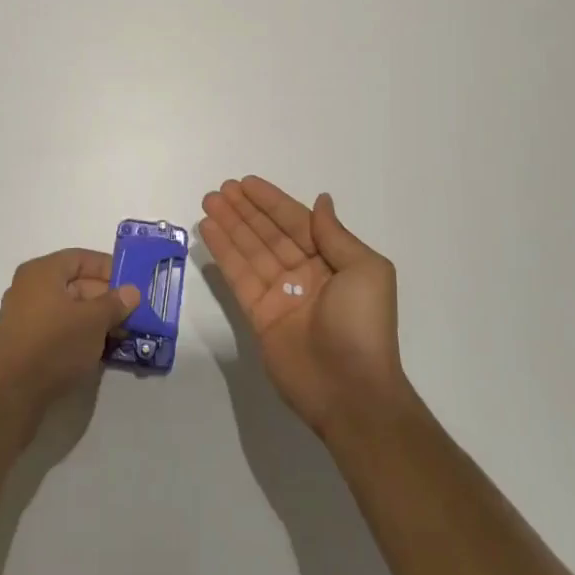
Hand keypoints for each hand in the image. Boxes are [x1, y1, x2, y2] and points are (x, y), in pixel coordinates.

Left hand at [0, 250, 140, 421]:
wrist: (12, 396)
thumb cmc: (55, 345)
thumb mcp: (94, 321)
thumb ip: (115, 303)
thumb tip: (132, 291)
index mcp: (42, 271)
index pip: (81, 258)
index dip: (109, 269)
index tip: (132, 284)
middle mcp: (29, 287)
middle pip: (75, 283)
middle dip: (105, 298)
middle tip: (131, 313)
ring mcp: (23, 315)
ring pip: (68, 308)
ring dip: (95, 318)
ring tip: (121, 333)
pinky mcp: (23, 342)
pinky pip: (57, 327)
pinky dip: (78, 333)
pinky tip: (98, 349)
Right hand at [201, 177, 408, 436]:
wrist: (352, 391)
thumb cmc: (363, 325)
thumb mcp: (366, 270)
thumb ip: (335, 235)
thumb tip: (321, 201)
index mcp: (332, 261)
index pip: (296, 222)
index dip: (271, 201)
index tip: (246, 183)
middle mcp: (304, 274)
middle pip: (269, 233)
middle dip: (245, 210)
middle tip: (220, 188)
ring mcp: (280, 295)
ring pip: (250, 250)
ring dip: (230, 225)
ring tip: (209, 201)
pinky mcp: (259, 316)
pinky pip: (239, 276)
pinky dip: (224, 253)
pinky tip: (209, 230)